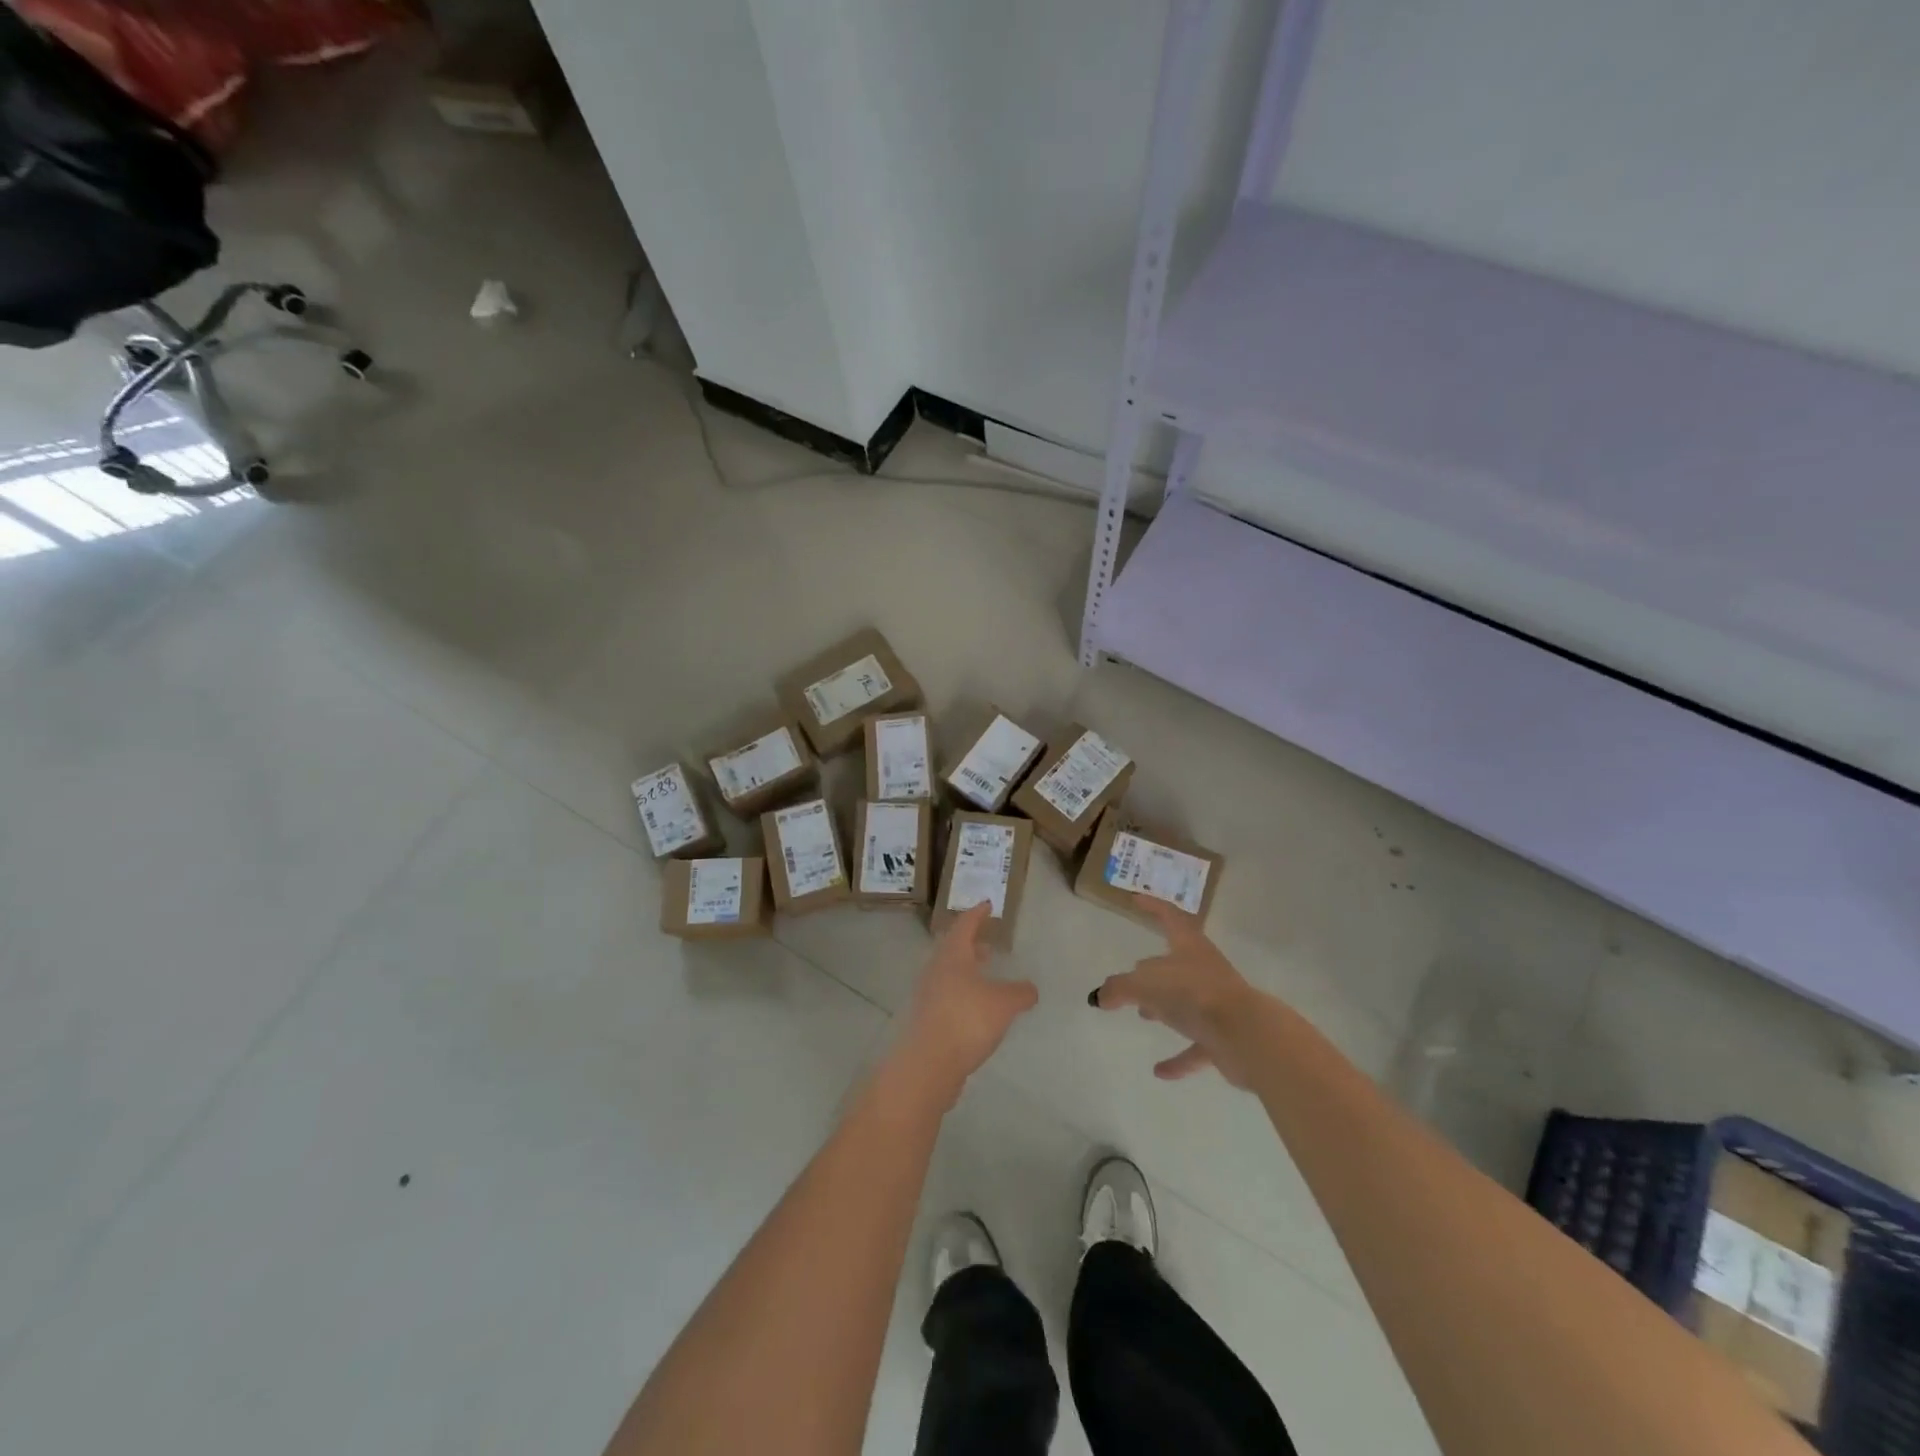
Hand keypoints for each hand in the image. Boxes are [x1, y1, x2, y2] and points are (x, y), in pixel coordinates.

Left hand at [890, 904, 1037, 1105]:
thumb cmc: (967, 1020)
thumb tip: (1030, 989)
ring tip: (986, 976)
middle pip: (953, 949)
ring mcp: (928, 995)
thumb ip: (1020, 993)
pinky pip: (947, 996)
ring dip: (967, 971)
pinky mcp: (927, 1019)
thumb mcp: (1004, 1004)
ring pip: (949, 974)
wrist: (929, 1063)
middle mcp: (936, 970)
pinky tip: (977, 1009)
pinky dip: (963, 993)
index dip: (977, 914)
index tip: (987, 904)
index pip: (965, 925)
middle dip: (971, 945)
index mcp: (953, 955)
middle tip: (987, 944)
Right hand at [1091, 896, 1262, 1086]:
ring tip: (1142, 1014)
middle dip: (1154, 967)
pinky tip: (1160, 1071)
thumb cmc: (1194, 995)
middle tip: (1132, 973)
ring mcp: (1217, 1003)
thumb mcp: (1145, 985)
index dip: (1151, 906)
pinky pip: (1195, 1045)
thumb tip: (1099, 996)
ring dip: (1165, 1007)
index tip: (1134, 900)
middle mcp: (1205, 970)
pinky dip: (1178, 1058)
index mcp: (1189, 947)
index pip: (1168, 916)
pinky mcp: (1224, 1037)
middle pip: (1176, 962)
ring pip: (1186, 1001)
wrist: (1246, 1036)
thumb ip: (1118, 988)